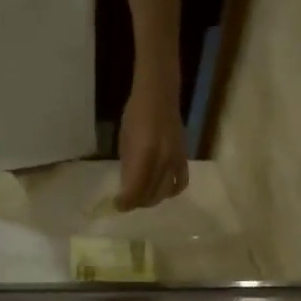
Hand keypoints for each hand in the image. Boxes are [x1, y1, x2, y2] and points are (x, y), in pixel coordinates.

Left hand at [115, 81, 188, 209]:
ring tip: (142, 197)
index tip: (116, 205)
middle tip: (127, 202)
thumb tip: (127, 189)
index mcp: (145, 154)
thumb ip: (128, 167)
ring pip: (165, 193)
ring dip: (152, 199)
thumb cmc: (135, 114)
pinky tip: (162, 190)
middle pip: (151, 195)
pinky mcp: (184, 158)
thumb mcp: (125, 141)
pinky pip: (181, 183)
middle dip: (137, 202)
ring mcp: (176, 160)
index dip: (125, 202)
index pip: (135, 189)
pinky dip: (171, 192)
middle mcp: (163, 161)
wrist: (159, 95)